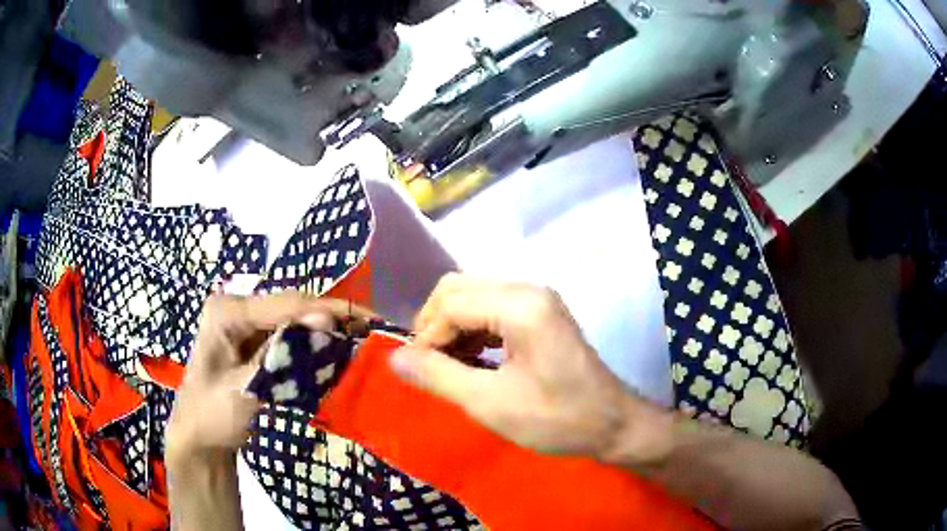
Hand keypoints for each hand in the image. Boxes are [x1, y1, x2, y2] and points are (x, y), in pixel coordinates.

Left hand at [165, 292, 360, 462]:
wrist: (199, 438)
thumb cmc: (213, 415)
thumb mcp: (244, 389)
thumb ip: (281, 354)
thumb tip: (325, 317)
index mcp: (226, 310)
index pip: (283, 304)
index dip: (324, 310)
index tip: (364, 321)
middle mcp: (237, 307)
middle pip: (291, 306)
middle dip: (330, 317)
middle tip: (371, 329)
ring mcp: (245, 323)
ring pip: (294, 320)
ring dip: (325, 330)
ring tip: (362, 337)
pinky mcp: (255, 341)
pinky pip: (289, 336)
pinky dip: (313, 345)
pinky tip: (336, 350)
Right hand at [390, 274, 669, 462]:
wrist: (613, 425)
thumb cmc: (557, 419)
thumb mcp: (491, 404)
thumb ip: (438, 376)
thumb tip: (394, 357)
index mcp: (520, 305)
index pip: (451, 303)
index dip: (426, 336)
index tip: (417, 372)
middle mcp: (528, 289)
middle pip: (459, 289)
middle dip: (435, 325)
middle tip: (428, 366)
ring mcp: (537, 299)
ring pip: (473, 296)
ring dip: (452, 327)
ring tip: (447, 367)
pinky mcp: (540, 313)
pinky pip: (491, 308)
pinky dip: (472, 329)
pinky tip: (472, 360)